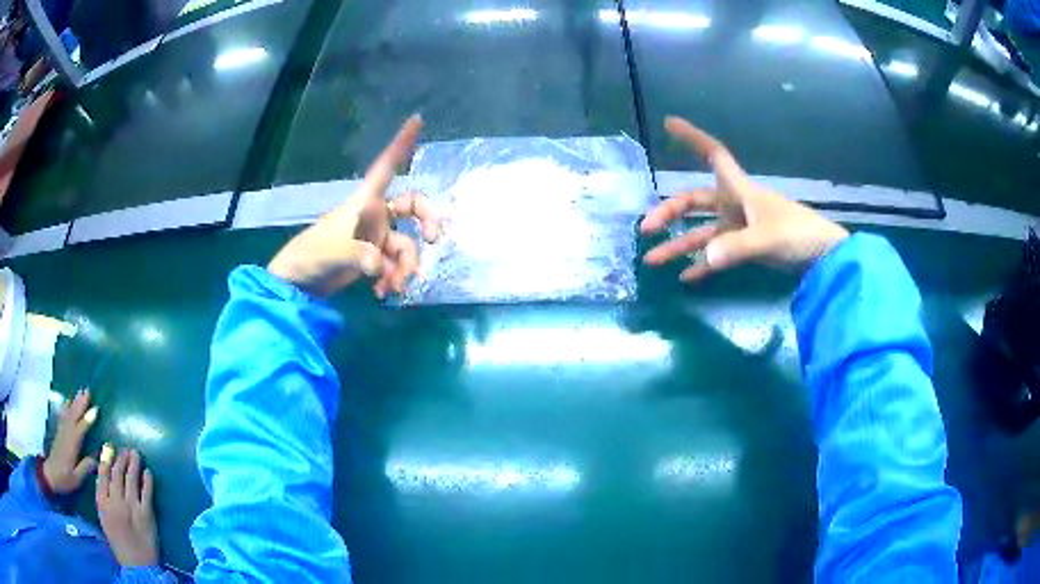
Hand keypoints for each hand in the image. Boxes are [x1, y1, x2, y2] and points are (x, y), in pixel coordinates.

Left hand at [42, 389, 97, 494]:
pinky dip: (66, 408)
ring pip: (68, 414)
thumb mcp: (76, 479)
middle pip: (73, 417)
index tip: (95, 409)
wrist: (50, 475)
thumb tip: (96, 460)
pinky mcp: (59, 433)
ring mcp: (61, 433)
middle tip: (87, 391)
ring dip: (74, 403)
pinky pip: (63, 417)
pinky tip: (68, 403)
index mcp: (71, 446)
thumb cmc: (64, 479)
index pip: (80, 430)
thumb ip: (84, 468)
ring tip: (80, 392)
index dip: (87, 420)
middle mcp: (66, 435)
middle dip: (80, 404)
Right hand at [97, 447, 158, 567]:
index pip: (103, 474)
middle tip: (125, 449)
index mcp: (102, 502)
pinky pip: (146, 492)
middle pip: (117, 473)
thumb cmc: (118, 542)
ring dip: (133, 463)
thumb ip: (102, 498)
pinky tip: (148, 472)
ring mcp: (131, 507)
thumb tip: (101, 477)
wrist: (137, 565)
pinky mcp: (146, 514)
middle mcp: (115, 501)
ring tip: (135, 454)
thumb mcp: (103, 518)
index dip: (107, 458)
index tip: (109, 448)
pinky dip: (147, 480)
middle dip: (121, 458)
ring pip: (131, 479)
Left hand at [268, 115, 441, 297]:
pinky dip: (393, 279)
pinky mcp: (375, 259)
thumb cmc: (311, 254)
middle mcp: (375, 216)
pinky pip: (396, 265)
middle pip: (413, 208)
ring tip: (393, 287)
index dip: (401, 144)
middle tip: (434, 240)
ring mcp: (376, 238)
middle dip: (428, 221)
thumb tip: (380, 265)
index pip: (387, 166)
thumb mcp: (333, 252)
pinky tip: (382, 292)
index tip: (417, 119)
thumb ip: (358, 254)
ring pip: (407, 245)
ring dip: (405, 267)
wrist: (300, 283)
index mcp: (365, 202)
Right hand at [641, 117, 848, 281]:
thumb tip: (705, 258)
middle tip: (646, 228)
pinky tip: (685, 277)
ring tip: (652, 260)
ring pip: (702, 233)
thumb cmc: (798, 235)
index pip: (714, 155)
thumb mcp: (769, 238)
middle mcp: (735, 205)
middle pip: (696, 201)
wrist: (823, 258)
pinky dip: (702, 265)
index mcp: (740, 191)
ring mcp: (739, 228)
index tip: (670, 123)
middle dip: (670, 212)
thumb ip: (738, 247)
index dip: (692, 138)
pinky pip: (717, 256)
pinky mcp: (745, 249)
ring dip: (678, 245)